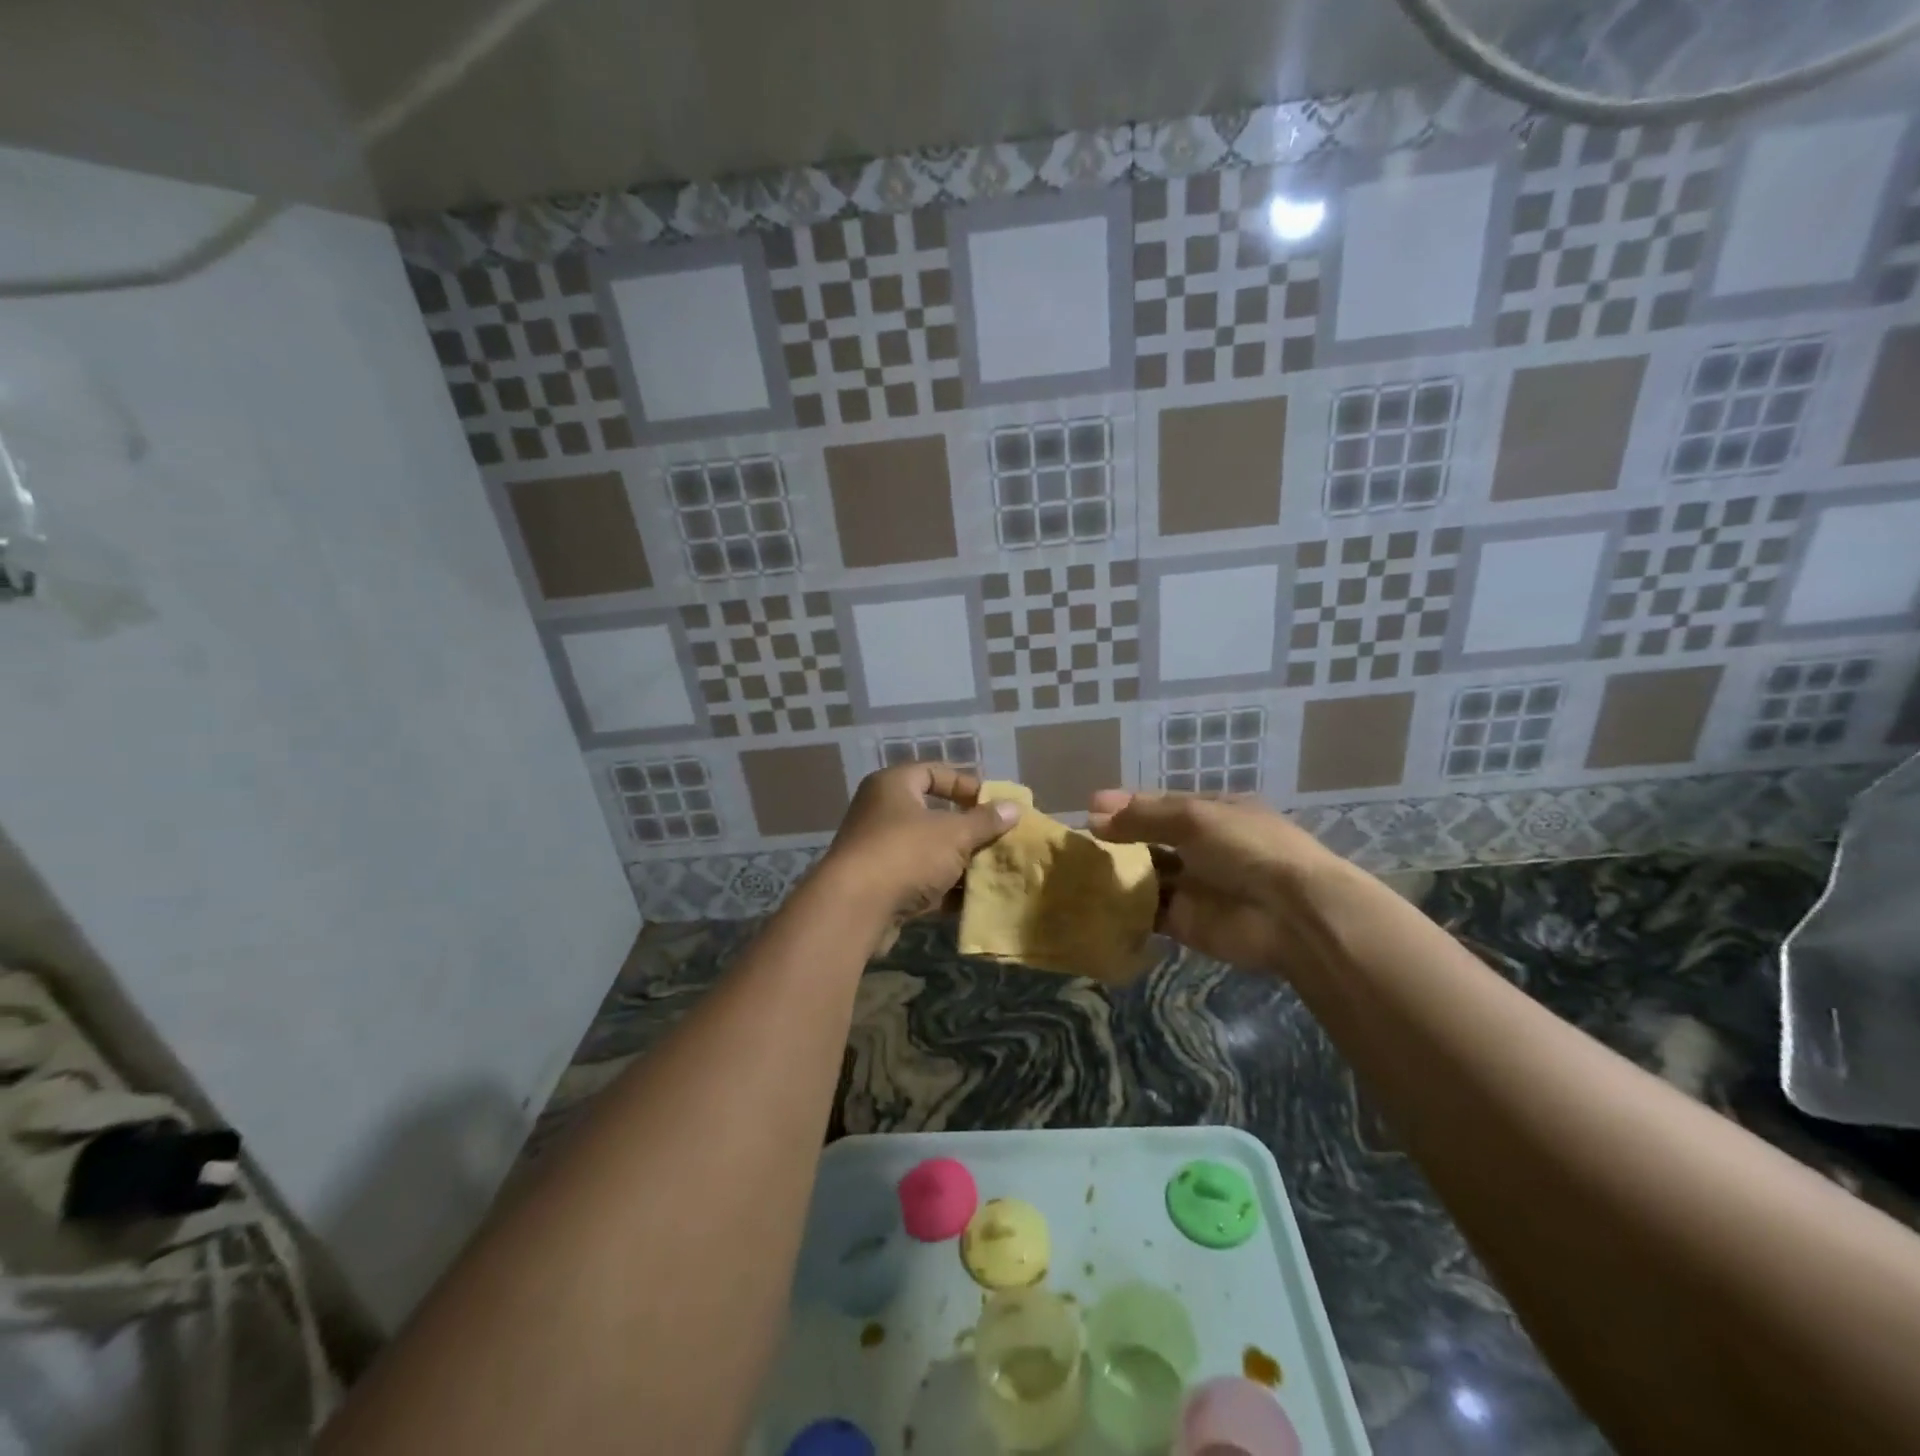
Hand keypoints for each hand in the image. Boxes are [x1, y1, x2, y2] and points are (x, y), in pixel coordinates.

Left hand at [818, 765, 1020, 936]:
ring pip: (927, 851)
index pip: (932, 772)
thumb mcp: (954, 834)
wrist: (855, 908)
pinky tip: (971, 900)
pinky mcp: (879, 886)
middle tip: (997, 840)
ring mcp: (878, 851)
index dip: (964, 785)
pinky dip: (943, 888)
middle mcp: (880, 812)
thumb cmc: (906, 853)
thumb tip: (1014, 808)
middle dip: (967, 830)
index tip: (993, 803)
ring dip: (958, 862)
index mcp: (892, 786)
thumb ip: (985, 821)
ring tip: (991, 871)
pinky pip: (919, 880)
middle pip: (932, 814)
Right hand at [1087, 789, 1349, 972]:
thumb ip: (1143, 816)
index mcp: (1212, 814)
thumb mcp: (1194, 818)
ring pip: (1146, 876)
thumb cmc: (1246, 848)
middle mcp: (1201, 847)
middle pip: (1150, 840)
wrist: (1291, 914)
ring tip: (1076, 870)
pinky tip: (1092, 901)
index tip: (1089, 809)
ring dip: (1118, 872)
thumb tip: (1093, 814)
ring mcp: (1193, 886)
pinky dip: (1124, 908)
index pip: (1161, 805)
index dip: (1126, 806)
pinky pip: (1147, 913)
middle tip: (1078, 841)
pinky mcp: (1184, 923)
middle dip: (1117, 839)